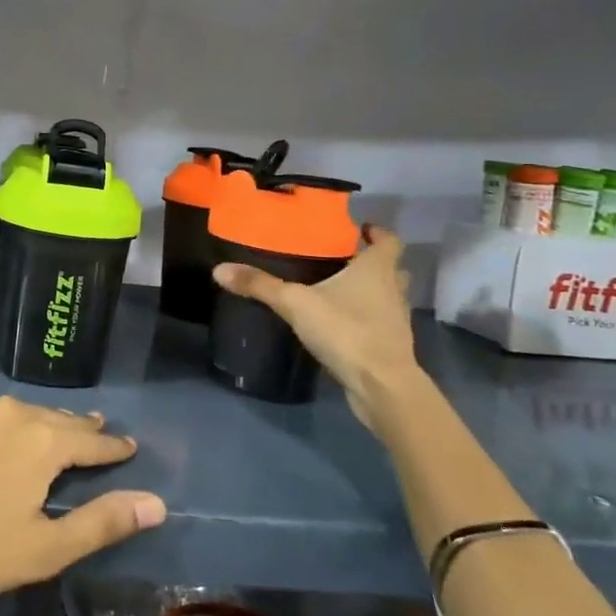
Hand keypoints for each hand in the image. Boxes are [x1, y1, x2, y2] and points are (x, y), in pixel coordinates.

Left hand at [0, 396, 164, 615]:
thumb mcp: (45, 549)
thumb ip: (102, 521)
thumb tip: (157, 503)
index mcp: (41, 442)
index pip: (89, 439)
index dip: (111, 445)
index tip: (127, 444)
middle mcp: (6, 411)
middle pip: (50, 418)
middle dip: (73, 426)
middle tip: (91, 427)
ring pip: (8, 411)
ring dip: (27, 422)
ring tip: (36, 430)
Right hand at [214, 225, 422, 437]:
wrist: (381, 386)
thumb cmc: (346, 330)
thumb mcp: (295, 303)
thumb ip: (260, 285)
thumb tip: (219, 269)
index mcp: (377, 269)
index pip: (389, 241)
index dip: (378, 233)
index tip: (359, 229)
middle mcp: (392, 290)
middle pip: (390, 268)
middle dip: (369, 262)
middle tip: (339, 259)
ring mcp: (395, 320)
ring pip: (386, 296)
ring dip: (369, 292)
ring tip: (334, 290)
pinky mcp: (390, 346)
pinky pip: (378, 323)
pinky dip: (363, 319)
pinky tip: (336, 323)